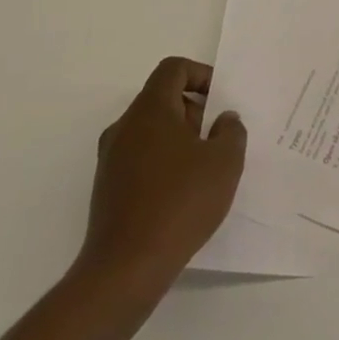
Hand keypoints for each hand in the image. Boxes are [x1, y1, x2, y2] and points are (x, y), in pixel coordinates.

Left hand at [75, 58, 245, 308]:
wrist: (125, 269)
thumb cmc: (180, 203)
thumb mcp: (225, 162)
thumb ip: (231, 131)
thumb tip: (223, 120)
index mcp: (150, 110)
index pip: (174, 69)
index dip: (202, 75)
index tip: (221, 100)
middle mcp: (125, 127)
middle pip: (163, 99)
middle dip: (195, 111)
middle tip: (219, 138)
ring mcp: (111, 159)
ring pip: (152, 130)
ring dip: (181, 139)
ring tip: (206, 169)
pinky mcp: (107, 188)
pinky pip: (142, 158)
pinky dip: (164, 162)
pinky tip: (184, 193)